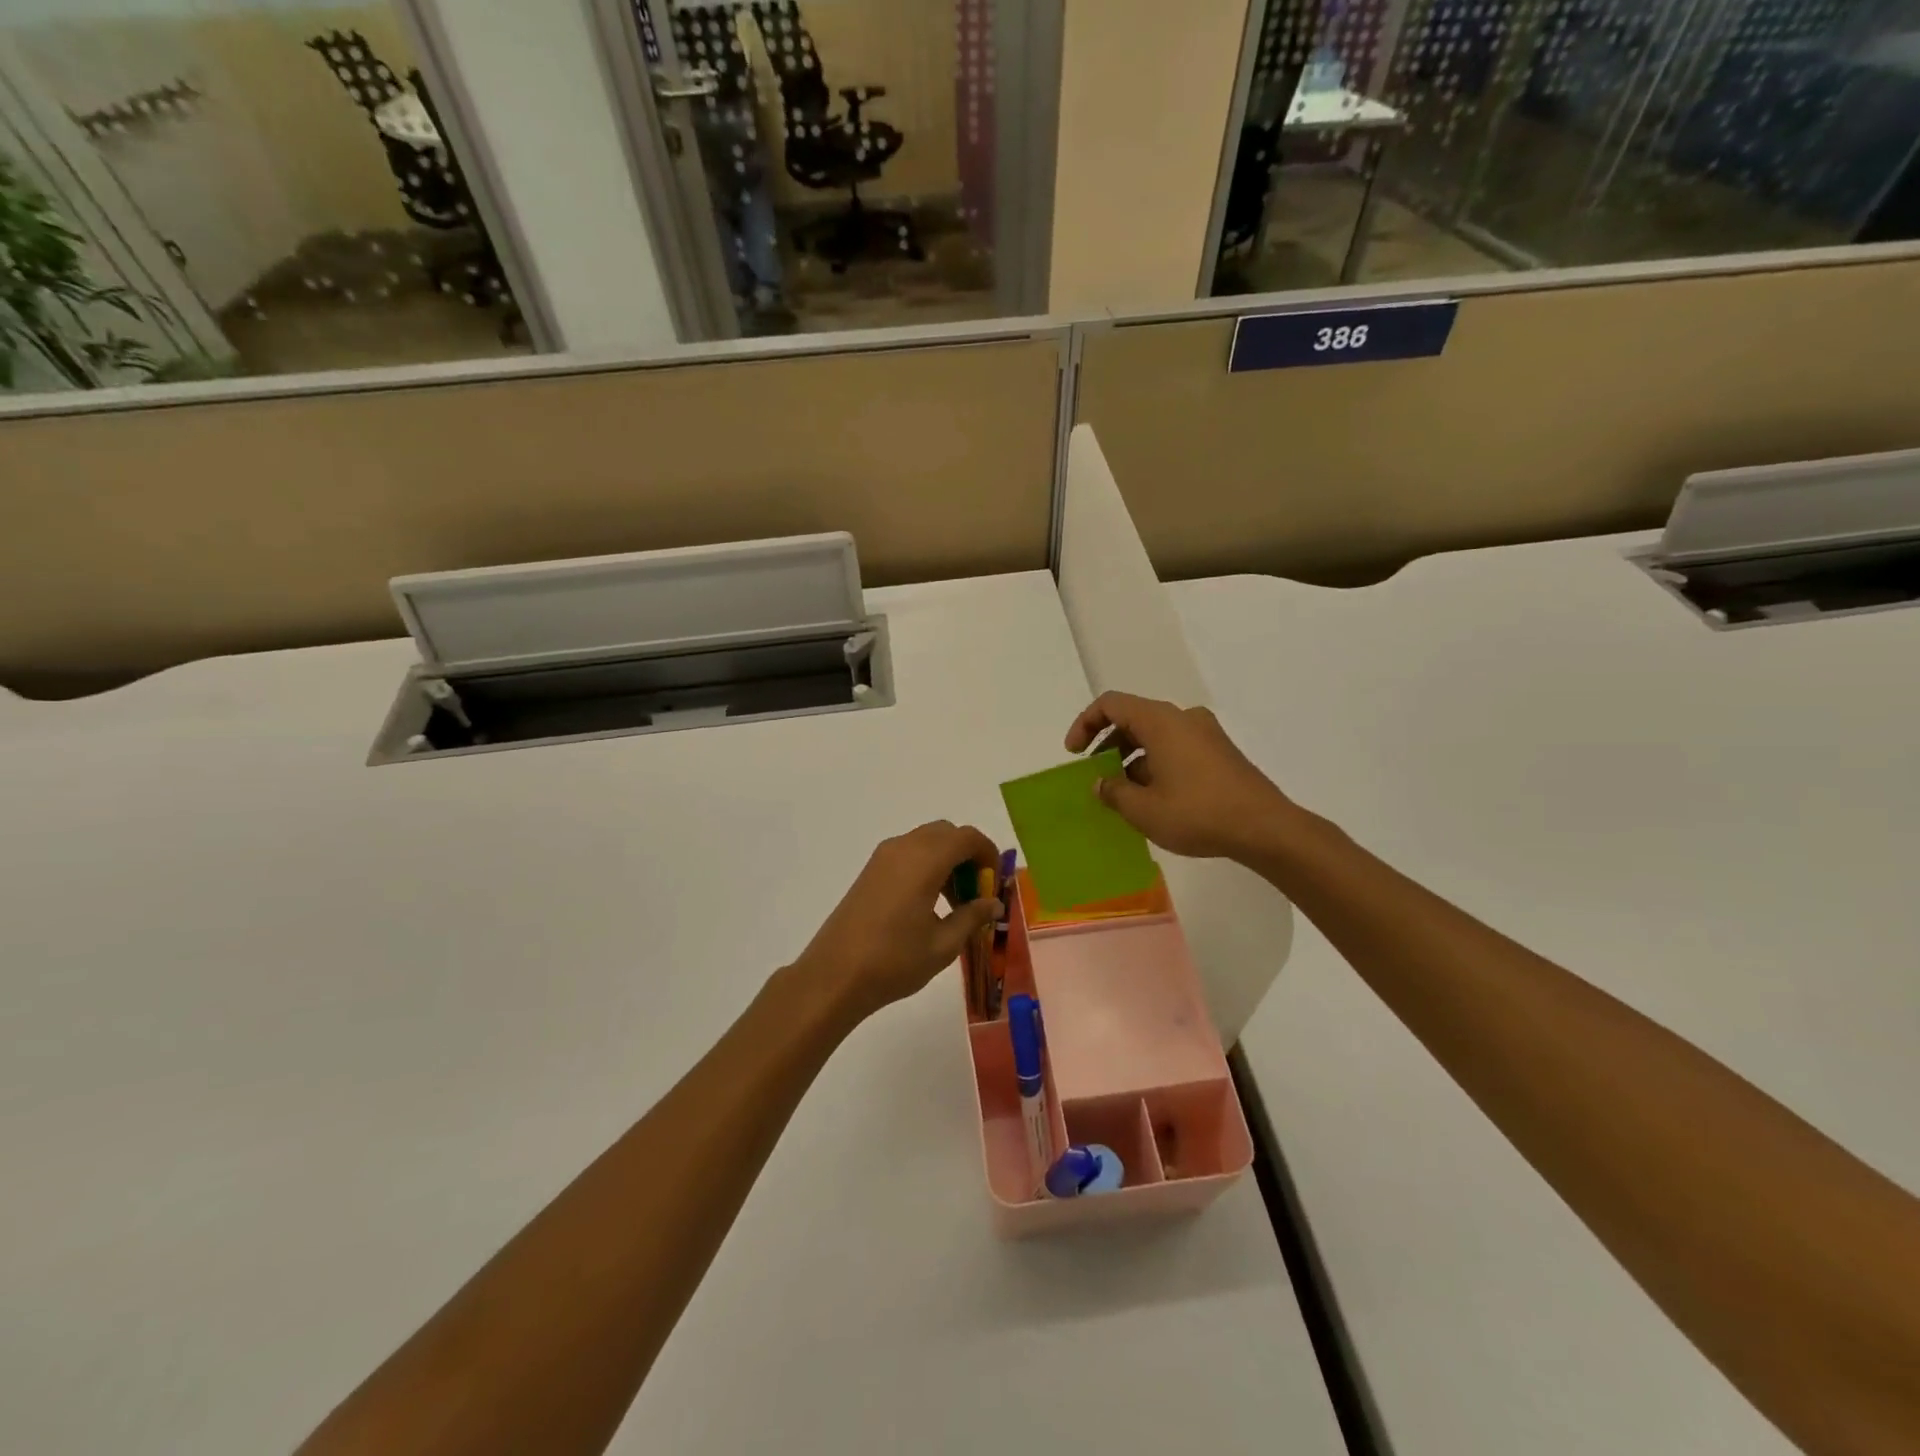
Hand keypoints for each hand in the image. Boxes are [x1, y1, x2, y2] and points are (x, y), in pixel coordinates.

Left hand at [794, 821, 999, 1021]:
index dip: (987, 854)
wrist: (834, 975)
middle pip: (946, 834)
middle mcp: (903, 848)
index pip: (967, 837)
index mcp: (924, 860)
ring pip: (926, 842)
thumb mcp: (943, 945)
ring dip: (947, 861)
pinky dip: (927, 866)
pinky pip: (908, 854)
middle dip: (967, 856)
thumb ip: (972, 917)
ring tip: (954, 905)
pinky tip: (928, 904)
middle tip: (976, 893)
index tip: (994, 884)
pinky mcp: (870, 871)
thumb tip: (993, 903)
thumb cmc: (894, 961)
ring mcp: (883, 858)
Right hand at [1065, 692, 1296, 860]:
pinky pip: (1176, 747)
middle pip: (1133, 718)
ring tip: (1122, 793)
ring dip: (1131, 757)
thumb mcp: (1143, 809)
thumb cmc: (1198, 813)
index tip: (1074, 754)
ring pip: (1155, 735)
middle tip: (1095, 775)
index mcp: (1161, 721)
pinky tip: (1153, 797)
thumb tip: (1101, 784)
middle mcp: (1183, 718)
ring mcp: (1206, 733)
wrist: (1265, 827)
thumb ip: (1113, 792)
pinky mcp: (1220, 752)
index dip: (1085, 724)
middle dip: (1107, 744)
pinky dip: (1155, 763)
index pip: (1111, 704)